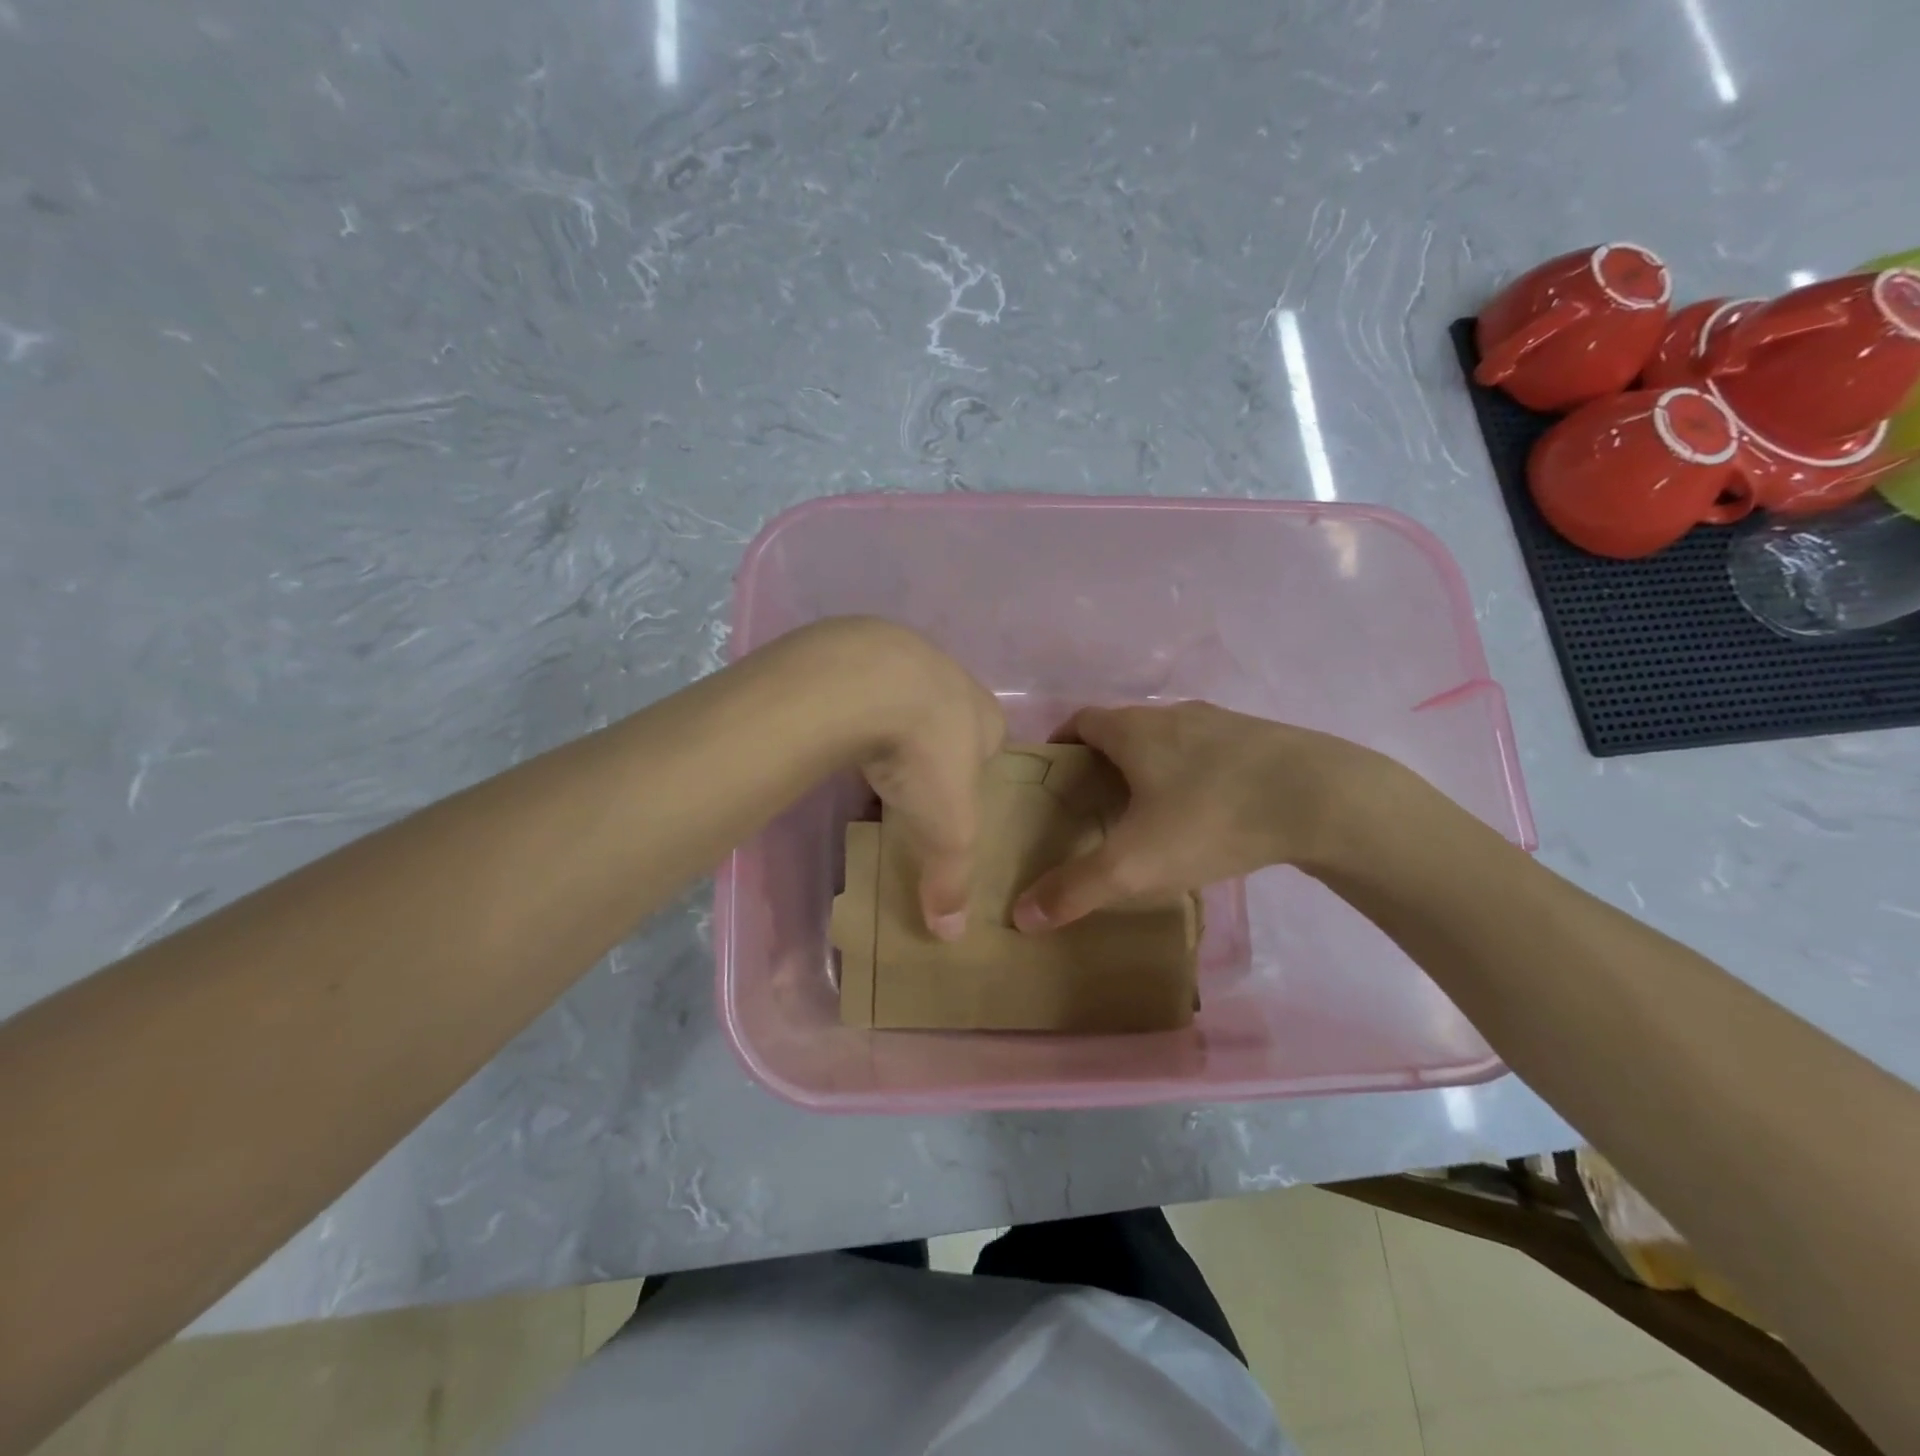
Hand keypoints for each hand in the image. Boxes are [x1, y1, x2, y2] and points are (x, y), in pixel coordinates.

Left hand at [795, 618, 1004, 940]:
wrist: (866, 681)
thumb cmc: (927, 755)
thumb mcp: (948, 828)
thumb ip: (952, 878)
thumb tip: (951, 934)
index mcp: (988, 717)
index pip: (993, 747)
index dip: (976, 774)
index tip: (953, 799)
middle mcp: (954, 681)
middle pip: (949, 721)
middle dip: (934, 748)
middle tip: (911, 783)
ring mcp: (906, 658)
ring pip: (905, 699)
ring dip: (892, 725)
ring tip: (872, 760)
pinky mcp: (858, 650)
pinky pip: (864, 687)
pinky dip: (855, 709)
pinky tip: (839, 731)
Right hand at [1011, 701, 1383, 931]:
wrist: (1325, 798)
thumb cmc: (1212, 818)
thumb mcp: (1135, 864)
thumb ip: (1075, 889)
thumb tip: (1021, 915)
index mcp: (1134, 730)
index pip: (1080, 721)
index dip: (1060, 745)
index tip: (1053, 778)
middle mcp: (1172, 715)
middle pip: (1123, 729)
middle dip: (1102, 762)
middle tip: (1095, 806)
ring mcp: (1221, 723)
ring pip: (1169, 740)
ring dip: (1151, 767)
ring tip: (1149, 813)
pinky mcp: (1261, 740)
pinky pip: (1209, 752)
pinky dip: (1193, 774)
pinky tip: (1208, 813)